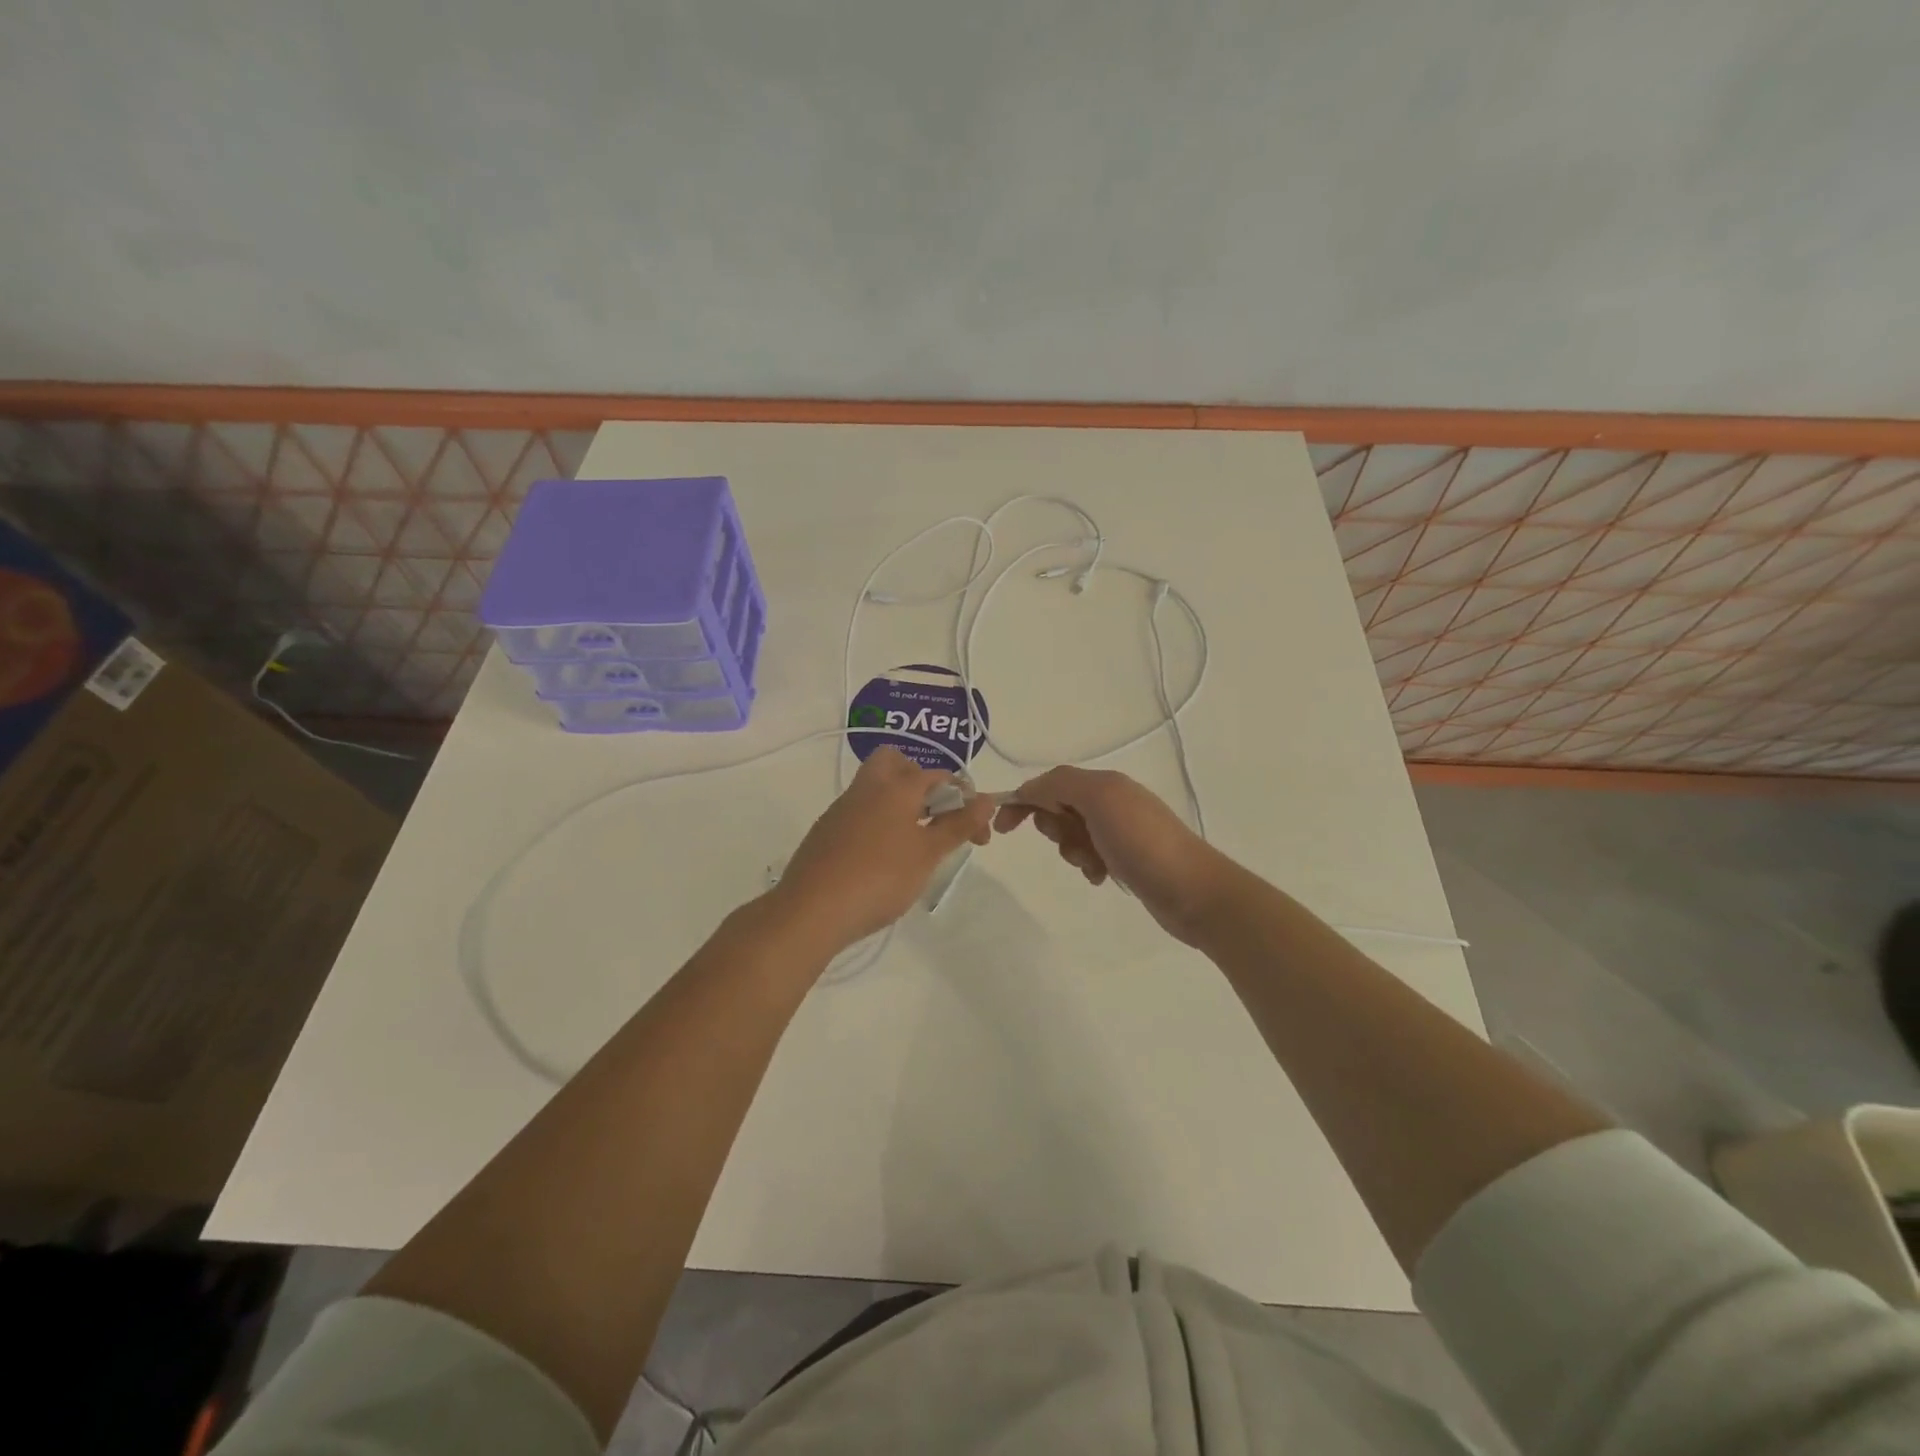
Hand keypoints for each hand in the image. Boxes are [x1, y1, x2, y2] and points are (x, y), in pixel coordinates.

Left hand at [769, 747, 994, 953]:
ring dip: (900, 804)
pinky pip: (860, 813)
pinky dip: (878, 823)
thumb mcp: (928, 853)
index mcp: (896, 785)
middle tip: (935, 816)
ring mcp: (842, 808)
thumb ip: (958, 824)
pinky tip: (883, 858)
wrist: (811, 910)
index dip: (965, 800)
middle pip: (895, 763)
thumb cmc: (880, 877)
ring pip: (876, 788)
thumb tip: (986, 800)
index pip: (939, 776)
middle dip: (920, 781)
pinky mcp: (826, 831)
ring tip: (916, 844)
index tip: (979, 834)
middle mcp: (867, 787)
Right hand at [994, 767, 1240, 945]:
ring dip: (1073, 850)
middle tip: (1072, 842)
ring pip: (1073, 835)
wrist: (1193, 891)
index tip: (1002, 829)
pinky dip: (1088, 866)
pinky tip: (1101, 877)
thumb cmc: (1143, 843)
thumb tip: (1031, 789)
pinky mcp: (1128, 859)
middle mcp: (1113, 802)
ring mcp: (1122, 831)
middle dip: (1055, 828)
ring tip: (1093, 864)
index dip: (1024, 800)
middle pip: (1059, 808)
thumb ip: (1061, 785)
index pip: (1051, 783)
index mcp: (1105, 783)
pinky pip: (1091, 856)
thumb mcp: (1100, 800)